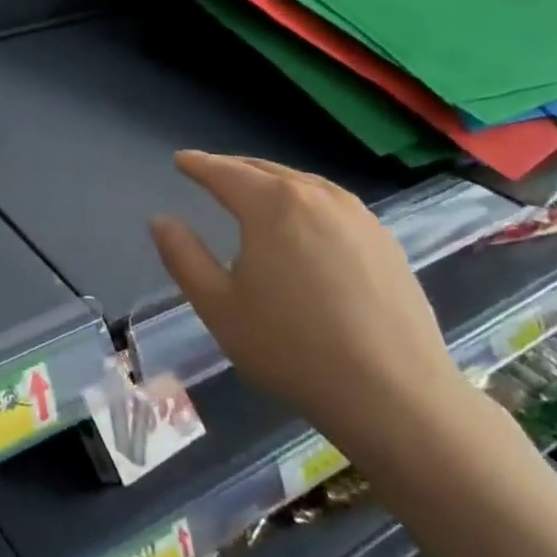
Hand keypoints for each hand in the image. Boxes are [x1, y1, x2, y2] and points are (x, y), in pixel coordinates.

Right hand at [149, 150, 464, 459]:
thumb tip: (161, 220)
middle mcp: (317, 197)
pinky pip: (333, 204)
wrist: (396, 396)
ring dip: (272, 181)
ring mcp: (359, 218)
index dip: (198, 165)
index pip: (225, 173)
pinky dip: (306, 199)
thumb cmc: (291, 348)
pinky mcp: (386, 242)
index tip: (180, 160)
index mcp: (273, 206)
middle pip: (266, 170)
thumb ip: (183, 256)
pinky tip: (304, 221)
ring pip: (304, 183)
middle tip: (210, 171)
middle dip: (234, 168)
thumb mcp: (217, 305)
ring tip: (253, 190)